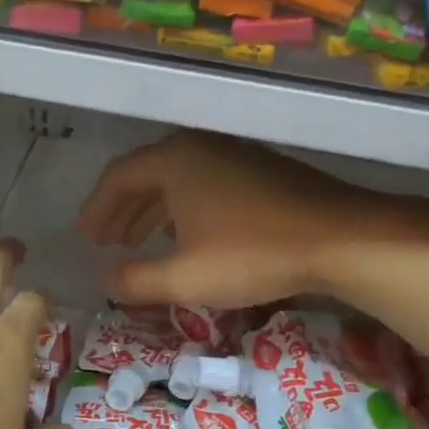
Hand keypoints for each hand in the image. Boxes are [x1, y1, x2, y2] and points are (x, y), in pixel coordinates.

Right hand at [77, 132, 428, 310]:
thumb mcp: (184, 277)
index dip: (97, 209)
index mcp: (174, 161)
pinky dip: (184, 209)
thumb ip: (135, 281)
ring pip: (178, 180)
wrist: (342, 238)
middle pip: (147, 174)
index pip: (118, 177)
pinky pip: (206, 184)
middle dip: (122, 210)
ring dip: (153, 211)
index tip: (86, 237)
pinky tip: (189, 236)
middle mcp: (200, 148)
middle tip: (106, 241)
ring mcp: (235, 155)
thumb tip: (104, 281)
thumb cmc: (252, 254)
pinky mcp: (262, 171)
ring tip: (140, 242)